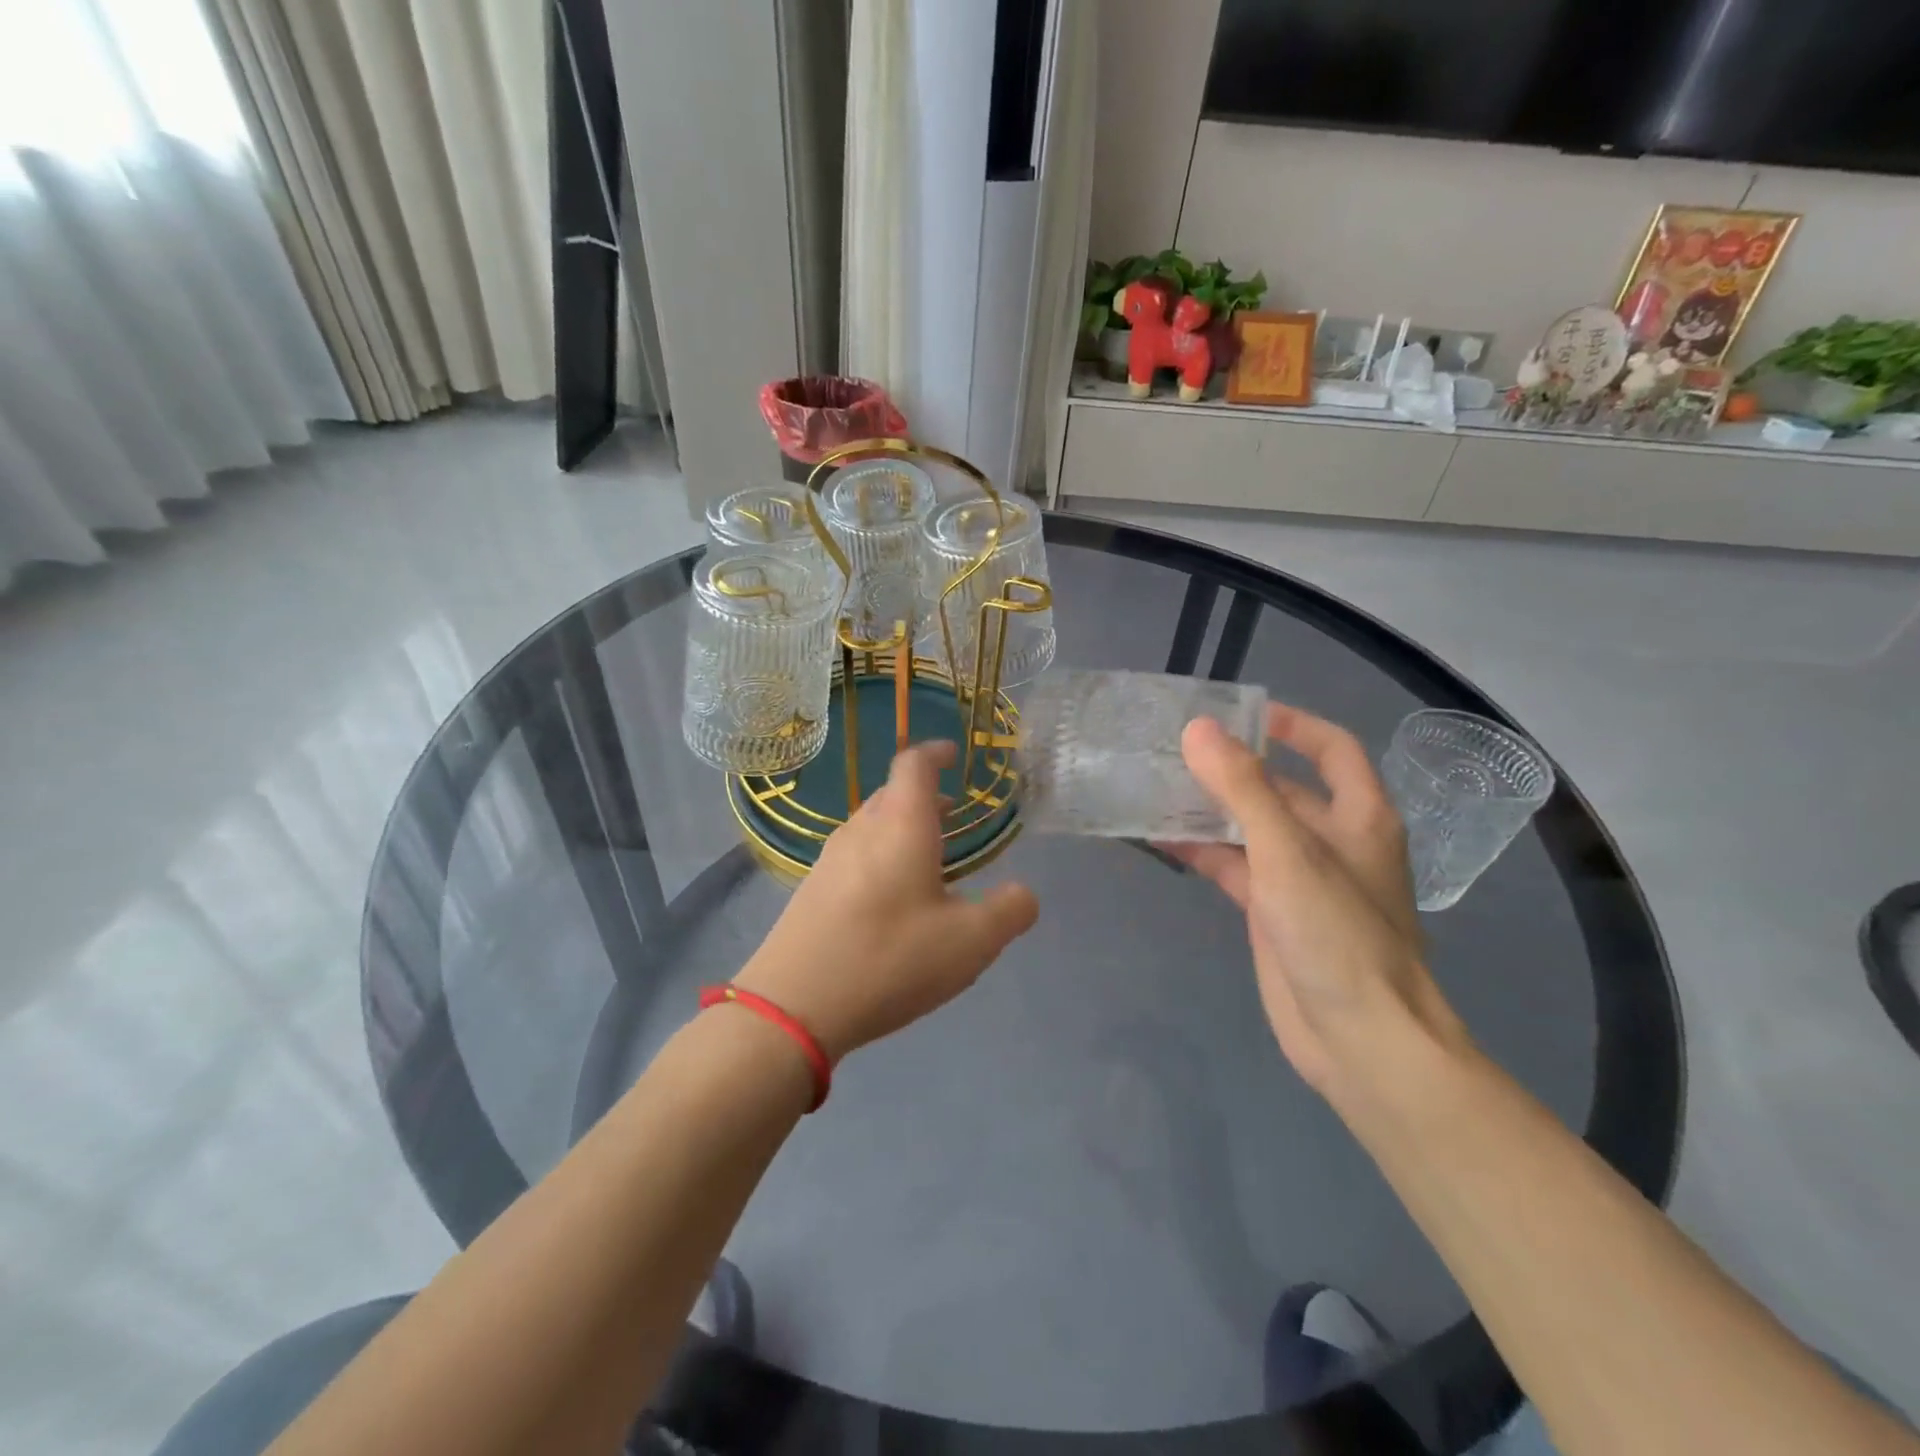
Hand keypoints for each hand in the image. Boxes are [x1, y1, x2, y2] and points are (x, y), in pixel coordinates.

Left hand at [736, 741, 1038, 1060]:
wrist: (793, 1005)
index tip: (954, 753)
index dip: (936, 752)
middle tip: (954, 815)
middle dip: (925, 797)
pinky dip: (882, 857)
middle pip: (892, 793)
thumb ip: (1010, 911)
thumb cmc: (890, 958)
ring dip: (902, 829)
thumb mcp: (971, 942)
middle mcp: (861, 829)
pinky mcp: (812, 889)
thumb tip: (1023, 894)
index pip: (915, 763)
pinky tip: (894, 900)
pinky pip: (855, 855)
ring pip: (872, 825)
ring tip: (930, 857)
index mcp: (900, 823)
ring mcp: (830, 858)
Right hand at [1165, 703, 1466, 1094]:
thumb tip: (1199, 729)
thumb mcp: (1288, 852)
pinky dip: (1202, 851)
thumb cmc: (1337, 934)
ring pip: (1250, 829)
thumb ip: (1242, 789)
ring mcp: (1300, 879)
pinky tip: (1160, 839)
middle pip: (1281, 788)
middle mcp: (1332, 841)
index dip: (1293, 725)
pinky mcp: (1272, 913)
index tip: (1240, 714)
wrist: (1361, 1039)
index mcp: (1359, 816)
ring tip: (1156, 786)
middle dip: (1234, 768)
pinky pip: (1233, 867)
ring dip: (1210, 810)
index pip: (1332, 749)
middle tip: (1175, 749)